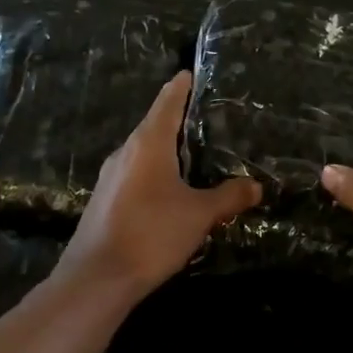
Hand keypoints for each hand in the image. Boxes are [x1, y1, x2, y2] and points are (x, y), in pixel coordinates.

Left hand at [61, 71, 260, 296]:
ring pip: (144, 152)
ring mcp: (111, 176)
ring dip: (166, 150)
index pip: (167, 102)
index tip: (190, 73)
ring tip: (194, 155)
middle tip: (206, 118)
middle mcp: (126, 151)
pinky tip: (170, 191)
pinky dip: (155, 172)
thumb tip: (255, 186)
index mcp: (148, 143)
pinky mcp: (105, 200)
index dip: (181, 86)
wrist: (96, 279)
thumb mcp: (199, 214)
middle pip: (154, 125)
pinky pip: (135, 174)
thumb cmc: (151, 233)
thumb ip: (228, 197)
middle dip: (178, 120)